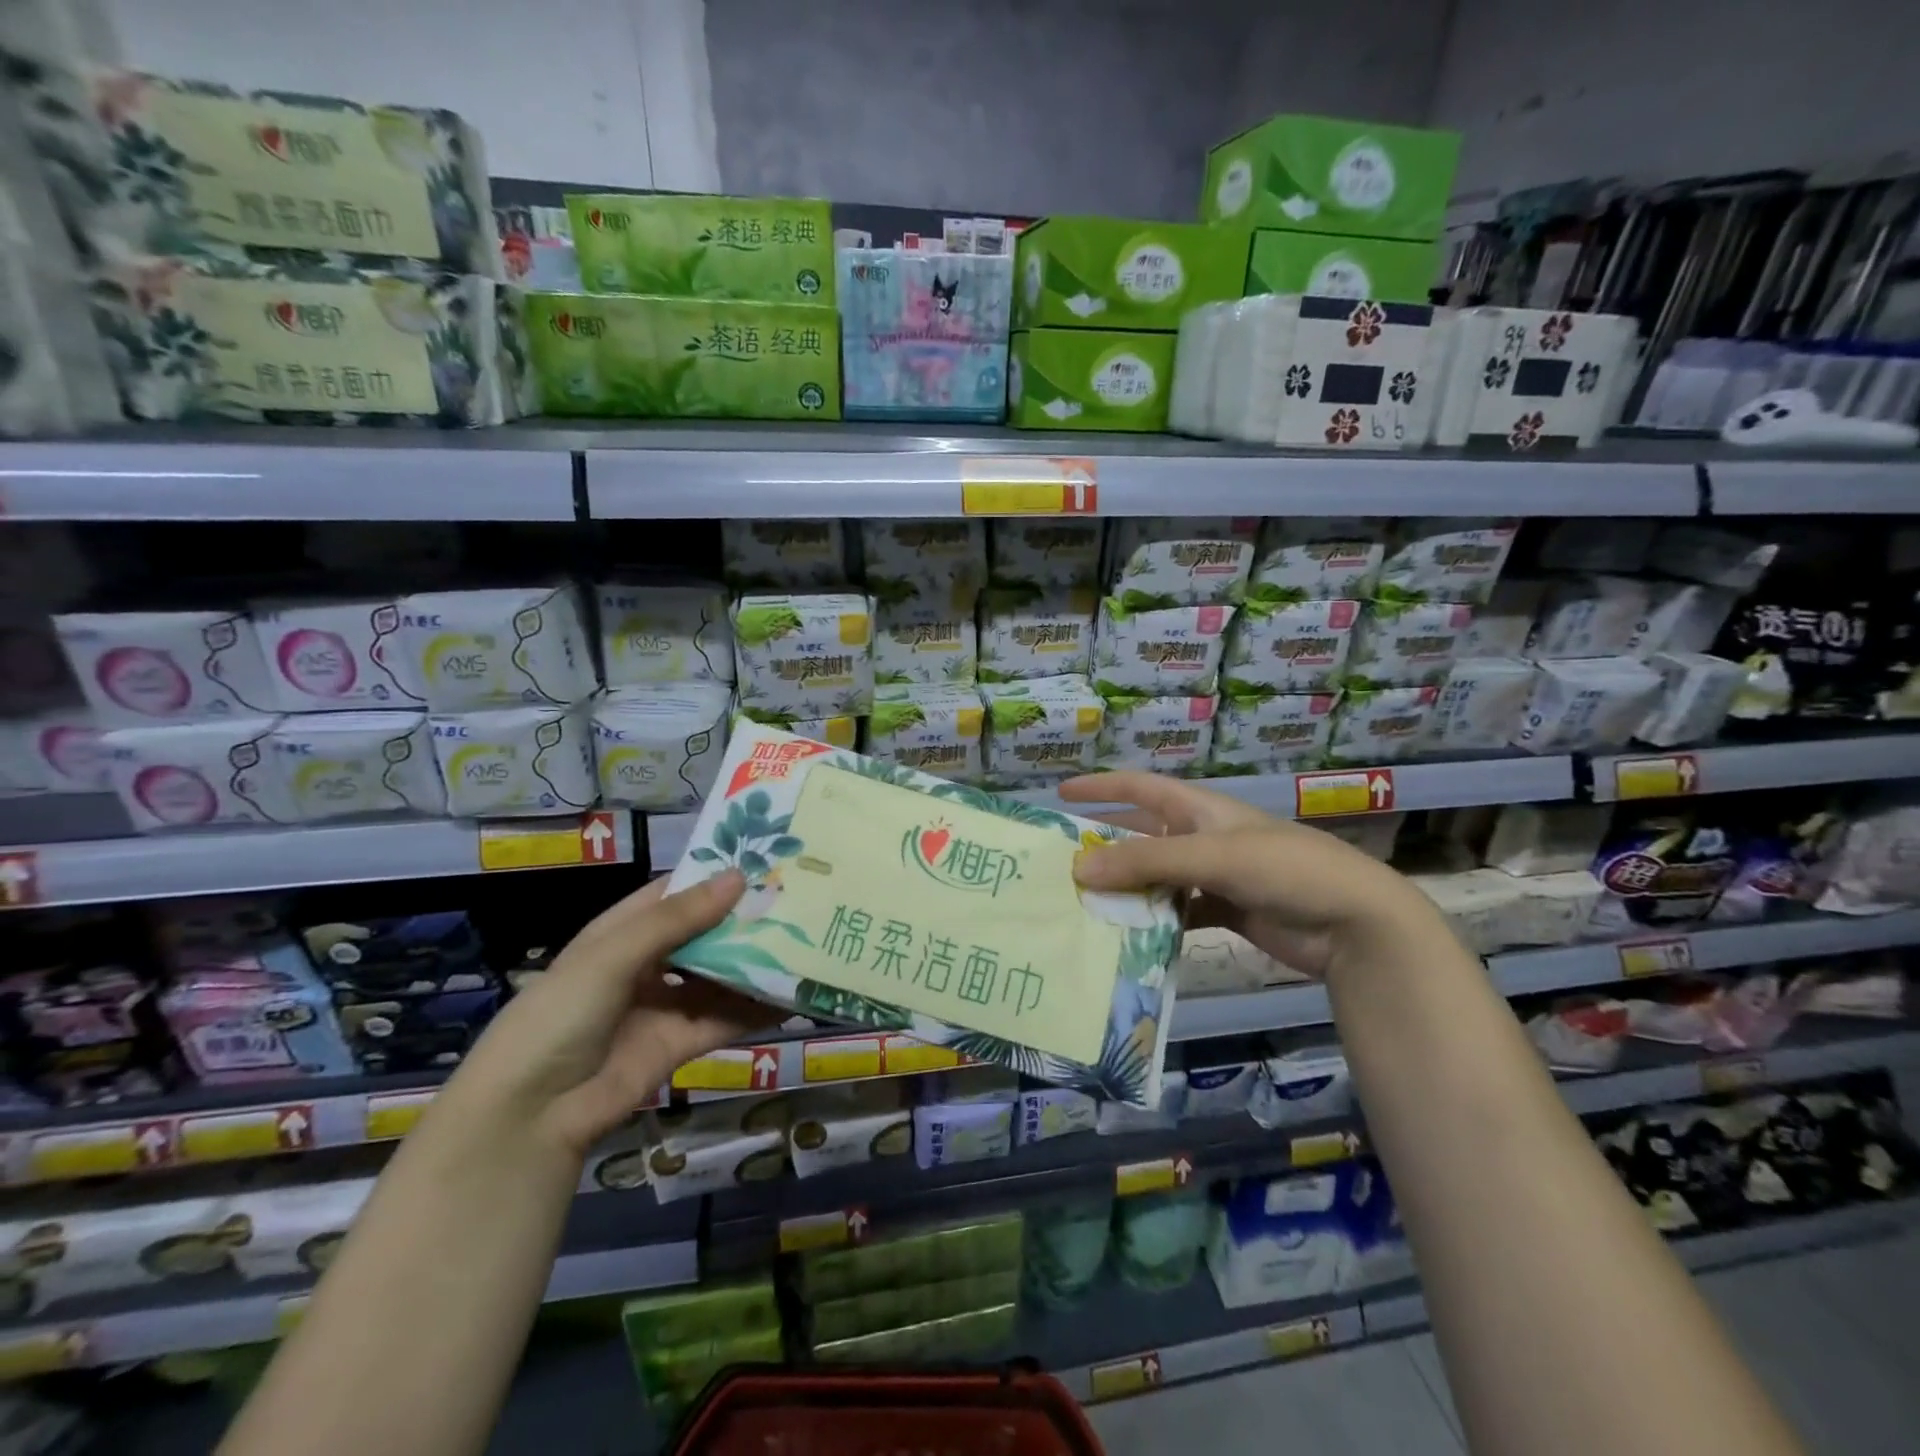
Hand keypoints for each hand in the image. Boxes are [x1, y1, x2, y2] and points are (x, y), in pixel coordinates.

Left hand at [447, 871, 769, 1159]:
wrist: (530, 1116)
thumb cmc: (560, 1015)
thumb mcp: (611, 957)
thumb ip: (676, 920)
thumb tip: (739, 877)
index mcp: (622, 931)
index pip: (677, 893)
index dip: (716, 876)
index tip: (767, 860)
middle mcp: (648, 963)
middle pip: (705, 933)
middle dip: (746, 919)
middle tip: (801, 899)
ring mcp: (665, 1005)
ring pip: (720, 976)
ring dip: (757, 964)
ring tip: (807, 943)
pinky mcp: (681, 1043)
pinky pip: (725, 1018)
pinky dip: (757, 1009)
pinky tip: (793, 997)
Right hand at [1061, 772, 1441, 979]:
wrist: (1354, 922)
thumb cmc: (1285, 869)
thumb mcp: (1213, 856)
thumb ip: (1147, 861)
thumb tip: (1079, 868)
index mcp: (1200, 809)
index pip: (1140, 788)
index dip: (1101, 787)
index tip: (1060, 795)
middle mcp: (1203, 837)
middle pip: (1142, 835)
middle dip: (1105, 845)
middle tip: (1061, 864)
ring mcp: (1214, 876)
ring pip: (1156, 878)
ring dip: (1126, 889)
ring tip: (1082, 903)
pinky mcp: (1224, 911)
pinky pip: (1176, 912)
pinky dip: (1153, 922)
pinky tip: (1127, 937)